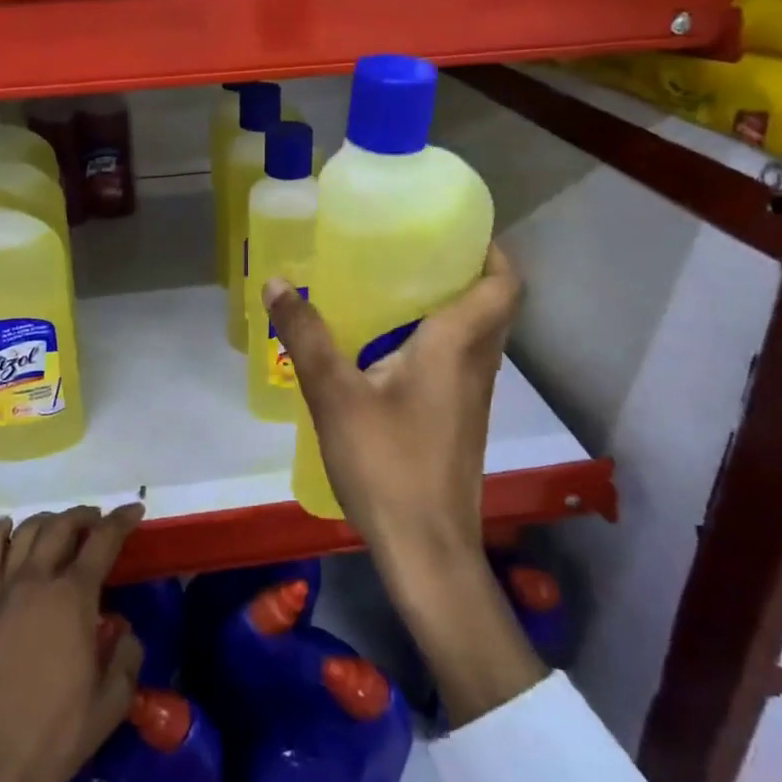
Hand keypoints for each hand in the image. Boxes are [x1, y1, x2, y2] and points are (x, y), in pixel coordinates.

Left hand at [0, 504, 145, 781]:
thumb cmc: (56, 736)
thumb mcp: (111, 702)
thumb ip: (127, 656)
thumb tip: (123, 630)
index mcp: (73, 598)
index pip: (102, 541)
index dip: (121, 520)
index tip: (135, 510)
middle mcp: (37, 582)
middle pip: (61, 527)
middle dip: (86, 516)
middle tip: (101, 520)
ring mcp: (4, 592)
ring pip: (26, 532)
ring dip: (50, 520)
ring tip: (65, 526)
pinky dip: (1, 533)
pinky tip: (9, 527)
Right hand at [263, 243, 520, 571]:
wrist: (425, 551)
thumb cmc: (387, 464)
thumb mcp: (336, 396)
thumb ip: (306, 337)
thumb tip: (278, 283)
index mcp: (456, 347)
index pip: (503, 285)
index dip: (491, 251)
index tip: (457, 229)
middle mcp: (476, 367)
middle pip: (491, 307)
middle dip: (463, 273)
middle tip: (413, 252)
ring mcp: (471, 400)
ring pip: (475, 338)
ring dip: (449, 309)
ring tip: (394, 291)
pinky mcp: (459, 425)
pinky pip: (457, 366)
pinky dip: (436, 344)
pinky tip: (386, 353)